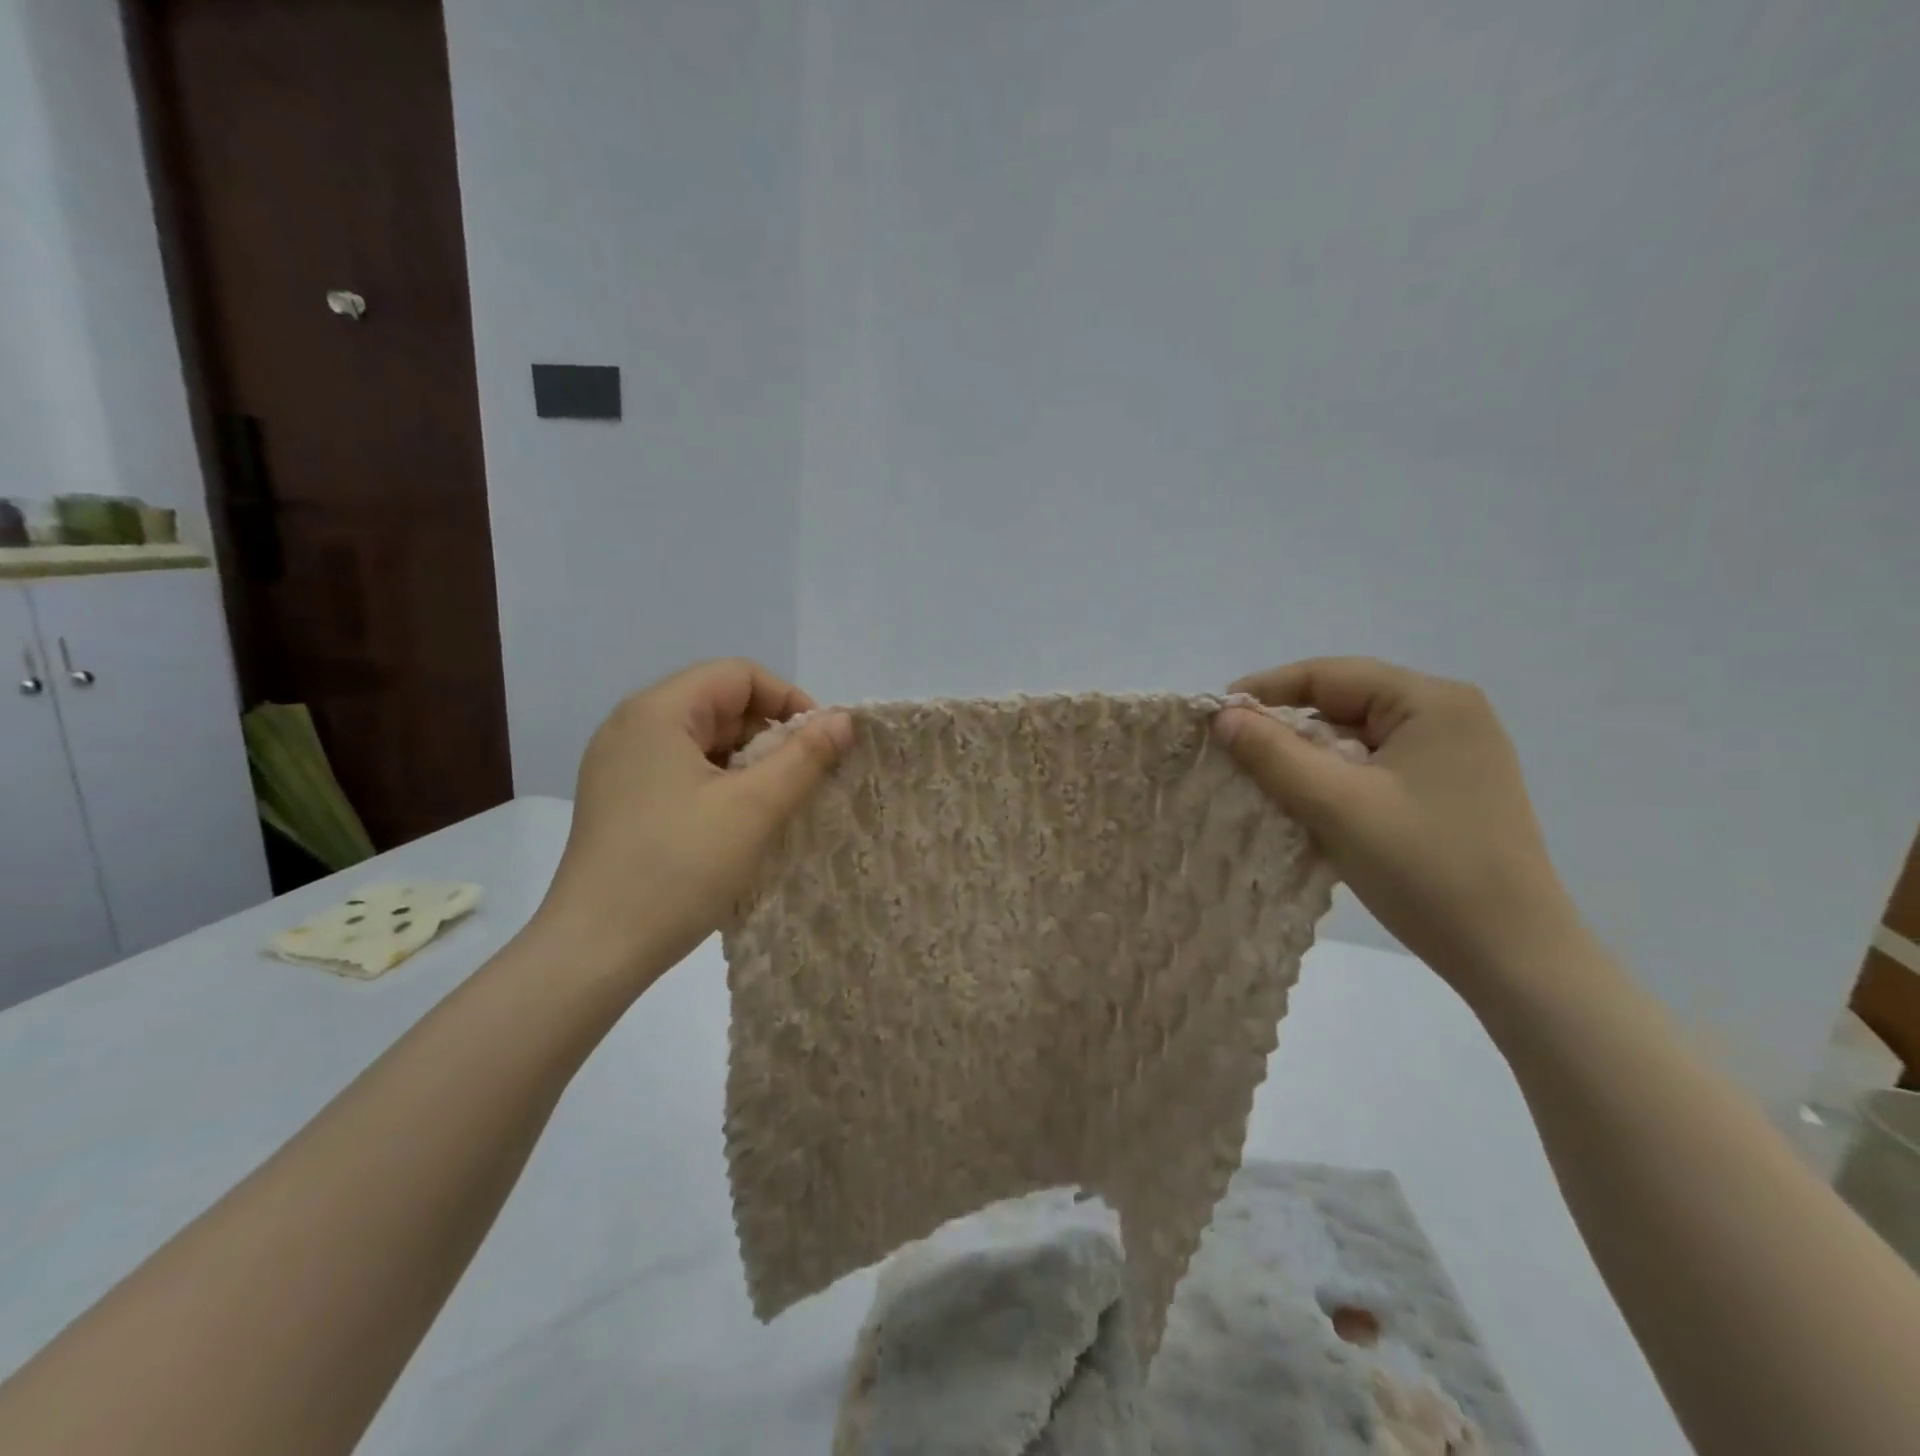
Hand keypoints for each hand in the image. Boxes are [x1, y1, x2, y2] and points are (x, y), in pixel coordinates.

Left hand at [534, 659, 852, 983]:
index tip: (820, 744)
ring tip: (775, 804)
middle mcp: (632, 726)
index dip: (789, 700)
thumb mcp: (754, 808)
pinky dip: (721, 784)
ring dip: (748, 763)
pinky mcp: (620, 800)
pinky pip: (683, 771)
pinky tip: (739, 823)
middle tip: (803, 779)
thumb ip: (805, 756)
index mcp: (656, 711)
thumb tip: (844, 719)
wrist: (595, 951)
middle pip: (719, 704)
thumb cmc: (678, 868)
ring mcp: (621, 765)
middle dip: (770, 735)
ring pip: (704, 741)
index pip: (738, 674)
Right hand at [1214, 658, 1584, 994]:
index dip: (1266, 689)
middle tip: (1235, 755)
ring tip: (1266, 783)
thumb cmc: (1425, 869)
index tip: (1216, 716)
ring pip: (1359, 739)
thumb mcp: (1336, 805)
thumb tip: (1223, 715)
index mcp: (1432, 701)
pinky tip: (1312, 806)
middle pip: (1345, 704)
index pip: (1330, 675)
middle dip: (1287, 728)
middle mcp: (1450, 716)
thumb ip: (1273, 753)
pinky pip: (1377, 768)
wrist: (1513, 956)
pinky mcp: (1452, 791)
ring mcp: (1456, 756)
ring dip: (1310, 758)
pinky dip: (1338, 781)